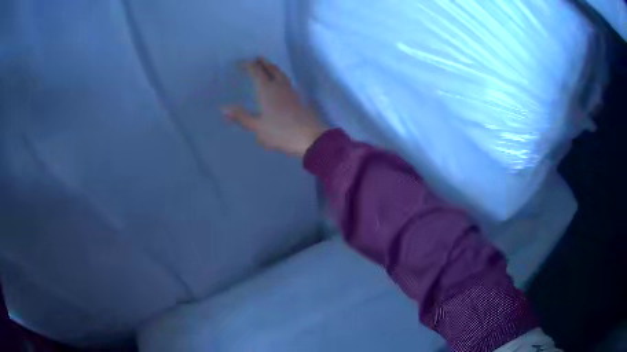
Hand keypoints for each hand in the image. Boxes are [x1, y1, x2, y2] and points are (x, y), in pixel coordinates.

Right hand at [222, 57, 326, 157]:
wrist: (310, 138)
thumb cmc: (281, 132)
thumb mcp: (257, 127)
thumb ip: (241, 116)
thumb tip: (223, 109)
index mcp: (267, 90)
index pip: (256, 72)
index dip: (248, 65)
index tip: (240, 63)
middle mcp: (279, 86)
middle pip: (271, 69)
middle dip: (262, 63)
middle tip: (256, 58)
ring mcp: (291, 91)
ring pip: (280, 74)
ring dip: (272, 67)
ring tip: (267, 66)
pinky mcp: (298, 98)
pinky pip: (286, 81)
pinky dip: (280, 76)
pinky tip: (280, 82)